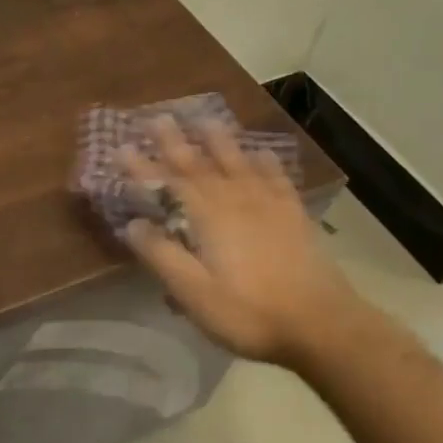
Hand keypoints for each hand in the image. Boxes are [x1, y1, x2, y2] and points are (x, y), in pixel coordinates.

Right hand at [120, 118, 364, 369]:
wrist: (321, 324)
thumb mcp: (193, 292)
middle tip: (158, 117)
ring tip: (206, 120)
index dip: (142, 166)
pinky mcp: (293, 216)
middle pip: (200, 164)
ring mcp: (268, 205)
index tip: (121, 147)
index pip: (167, 184)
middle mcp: (235, 200)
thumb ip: (161, 255)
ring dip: (219, 141)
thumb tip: (133, 223)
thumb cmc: (247, 312)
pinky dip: (266, 162)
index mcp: (207, 217)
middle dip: (175, 142)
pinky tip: (262, 153)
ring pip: (238, 163)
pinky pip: (276, 178)